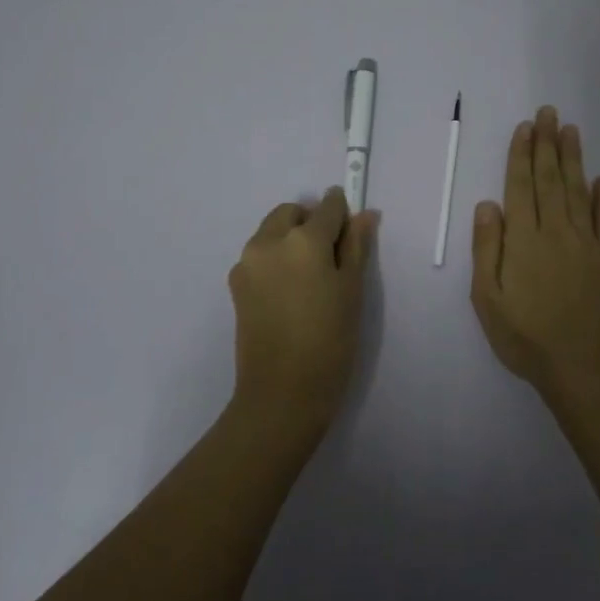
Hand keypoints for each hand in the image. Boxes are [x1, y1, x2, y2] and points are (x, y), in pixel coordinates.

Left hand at [228, 187, 377, 430]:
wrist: (282, 393)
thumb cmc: (330, 341)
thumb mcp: (352, 291)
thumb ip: (356, 246)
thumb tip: (364, 214)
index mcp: (303, 240)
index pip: (327, 207)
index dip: (342, 213)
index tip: (351, 229)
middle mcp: (268, 241)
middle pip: (292, 213)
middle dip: (311, 222)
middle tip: (330, 258)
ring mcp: (246, 262)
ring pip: (271, 231)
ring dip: (290, 239)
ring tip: (308, 278)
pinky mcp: (235, 284)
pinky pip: (259, 255)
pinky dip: (275, 259)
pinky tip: (289, 293)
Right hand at [471, 107, 599, 402]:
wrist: (581, 366)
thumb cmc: (525, 336)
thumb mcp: (488, 299)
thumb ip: (486, 249)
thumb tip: (487, 204)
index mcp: (524, 240)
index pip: (520, 187)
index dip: (521, 155)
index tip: (525, 127)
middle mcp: (556, 232)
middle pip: (550, 179)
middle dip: (547, 144)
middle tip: (548, 112)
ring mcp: (588, 243)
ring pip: (579, 191)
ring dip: (574, 159)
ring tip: (570, 130)